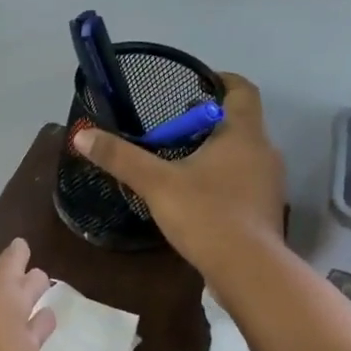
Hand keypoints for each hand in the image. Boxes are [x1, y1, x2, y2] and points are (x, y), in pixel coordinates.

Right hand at [72, 73, 285, 282]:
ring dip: (216, 153)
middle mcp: (264, 151)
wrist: (248, 270)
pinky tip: (197, 198)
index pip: (242, 89)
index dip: (220, 80)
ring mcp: (269, 183)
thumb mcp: (157, 183)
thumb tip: (82, 134)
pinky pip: (243, 183)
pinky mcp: (265, 211)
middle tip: (172, 130)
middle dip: (207, 121)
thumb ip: (121, 158)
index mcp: (244, 133)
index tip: (194, 85)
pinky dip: (222, 181)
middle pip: (239, 123)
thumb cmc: (207, 215)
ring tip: (180, 163)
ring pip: (242, 155)